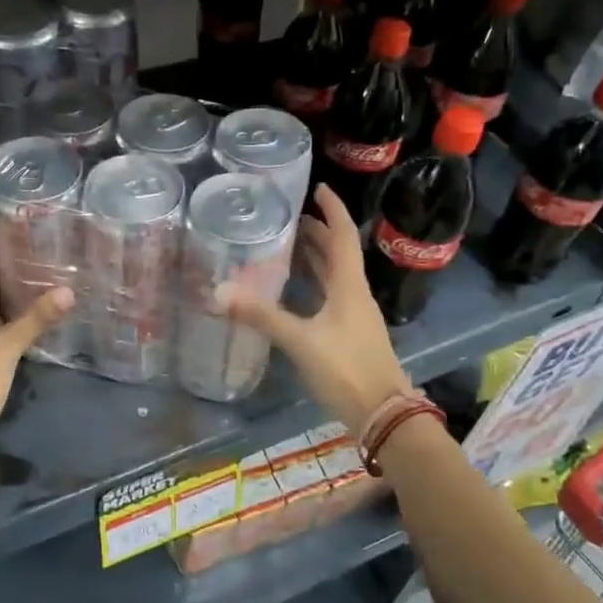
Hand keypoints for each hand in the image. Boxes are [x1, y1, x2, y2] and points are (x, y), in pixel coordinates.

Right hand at [217, 184, 410, 433]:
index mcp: (349, 286)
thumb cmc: (346, 369)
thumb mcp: (300, 340)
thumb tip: (219, 292)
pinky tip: (295, 293)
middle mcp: (355, 295)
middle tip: (289, 219)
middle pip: (338, 254)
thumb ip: (261, 316)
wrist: (383, 414)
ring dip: (316, 259)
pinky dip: (314, 286)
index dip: (333, 210)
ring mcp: (355, 316)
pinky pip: (331, 298)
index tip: (318, 188)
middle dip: (317, 233)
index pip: (343, 235)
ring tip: (288, 246)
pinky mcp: (350, 336)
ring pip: (335, 277)